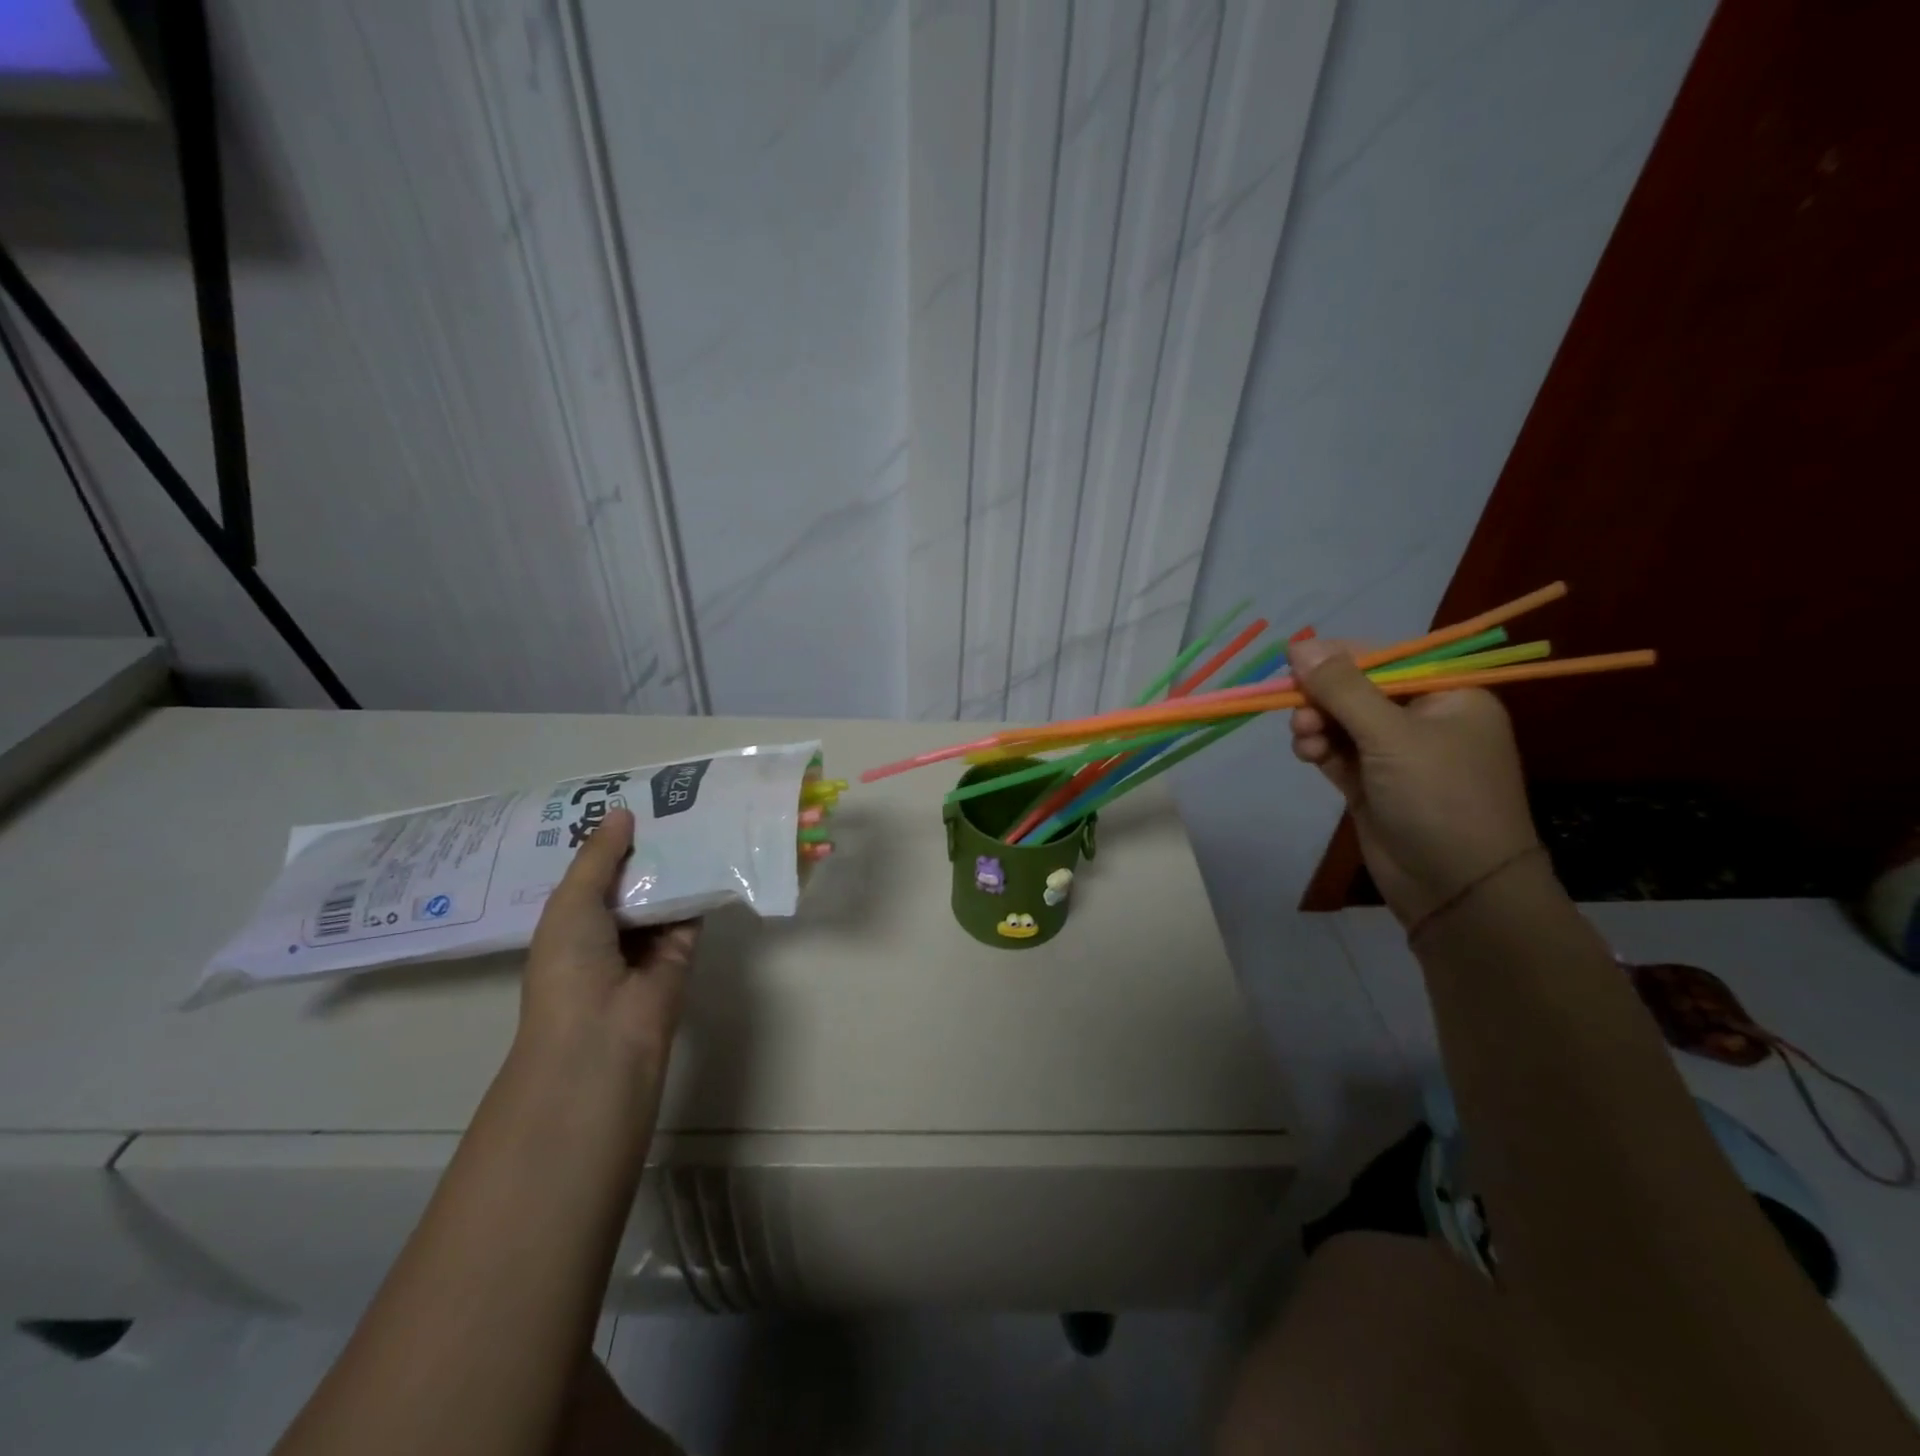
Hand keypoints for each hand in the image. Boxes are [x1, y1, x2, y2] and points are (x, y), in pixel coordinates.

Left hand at [520, 807, 699, 1079]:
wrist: (604, 1033)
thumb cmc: (570, 966)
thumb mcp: (571, 902)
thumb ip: (598, 857)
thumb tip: (622, 812)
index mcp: (570, 921)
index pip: (590, 874)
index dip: (604, 841)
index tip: (625, 802)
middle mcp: (607, 929)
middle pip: (630, 879)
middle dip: (643, 846)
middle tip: (665, 799)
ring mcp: (646, 941)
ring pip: (662, 892)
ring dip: (673, 862)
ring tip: (693, 812)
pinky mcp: (682, 950)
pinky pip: (692, 911)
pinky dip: (700, 885)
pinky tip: (712, 849)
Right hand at [1289, 638, 1539, 927]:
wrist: (1457, 887)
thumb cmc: (1438, 797)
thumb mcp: (1391, 735)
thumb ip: (1342, 689)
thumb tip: (1298, 644)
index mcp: (1447, 695)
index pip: (1384, 660)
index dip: (1336, 660)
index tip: (1291, 665)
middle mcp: (1423, 719)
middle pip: (1356, 691)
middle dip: (1322, 699)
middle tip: (1298, 713)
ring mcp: (1396, 755)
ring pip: (1340, 723)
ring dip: (1315, 725)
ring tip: (1303, 740)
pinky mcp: (1372, 784)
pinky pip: (1336, 753)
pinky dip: (1318, 749)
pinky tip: (1307, 755)